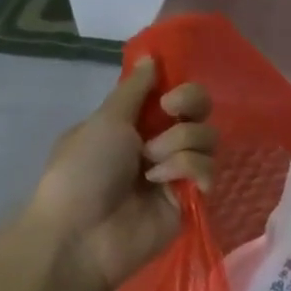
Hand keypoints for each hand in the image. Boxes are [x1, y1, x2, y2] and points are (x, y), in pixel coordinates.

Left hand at [0, 60, 213, 290]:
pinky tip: (165, 186)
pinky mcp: (191, 199)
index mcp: (136, 122)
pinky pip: (208, 171)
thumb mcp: (104, 121)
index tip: (167, 99)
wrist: (82, 233)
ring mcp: (178, 172)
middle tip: (168, 119)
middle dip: (187, 114)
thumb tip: (151, 57)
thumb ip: (134, 90)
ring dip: (179, 147)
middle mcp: (161, 143)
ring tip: (151, 169)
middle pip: (200, 114)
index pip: (179, 95)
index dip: (183, 92)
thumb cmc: (83, 171)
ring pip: (207, 140)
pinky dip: (188, 172)